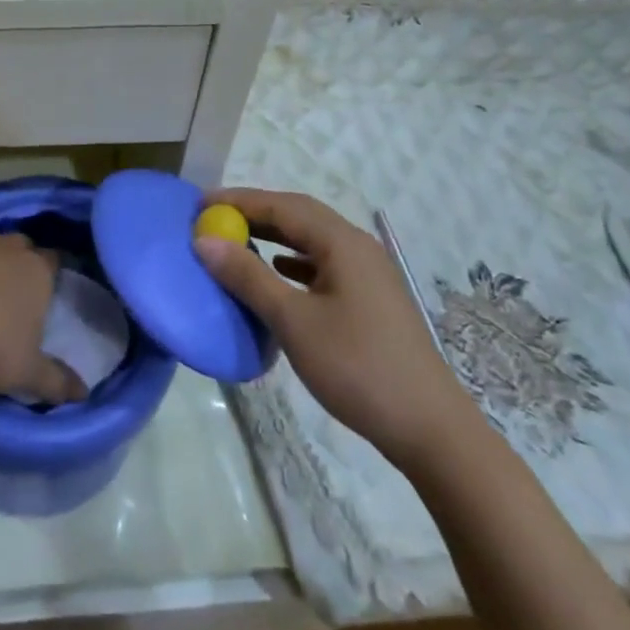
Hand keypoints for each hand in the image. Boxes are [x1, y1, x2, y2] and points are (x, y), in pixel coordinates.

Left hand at [0, 231, 87, 404]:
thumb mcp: (26, 373)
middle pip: (19, 246)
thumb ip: (56, 381)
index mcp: (35, 270)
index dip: (50, 273)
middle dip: (17, 263)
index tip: (45, 293)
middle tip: (10, 296)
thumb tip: (82, 394)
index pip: (53, 259)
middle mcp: (5, 247)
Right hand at [195, 188, 474, 465]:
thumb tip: (205, 240)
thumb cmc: (357, 367)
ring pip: (312, 240)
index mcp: (341, 242)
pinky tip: (278, 275)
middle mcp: (357, 246)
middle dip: (255, 213)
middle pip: (298, 216)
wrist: (429, 428)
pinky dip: (293, 262)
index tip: (199, 204)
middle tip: (214, 219)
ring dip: (274, 236)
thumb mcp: (293, 321)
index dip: (239, 201)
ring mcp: (368, 272)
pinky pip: (323, 264)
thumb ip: (248, 276)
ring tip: (237, 242)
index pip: (282, 205)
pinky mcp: (370, 298)